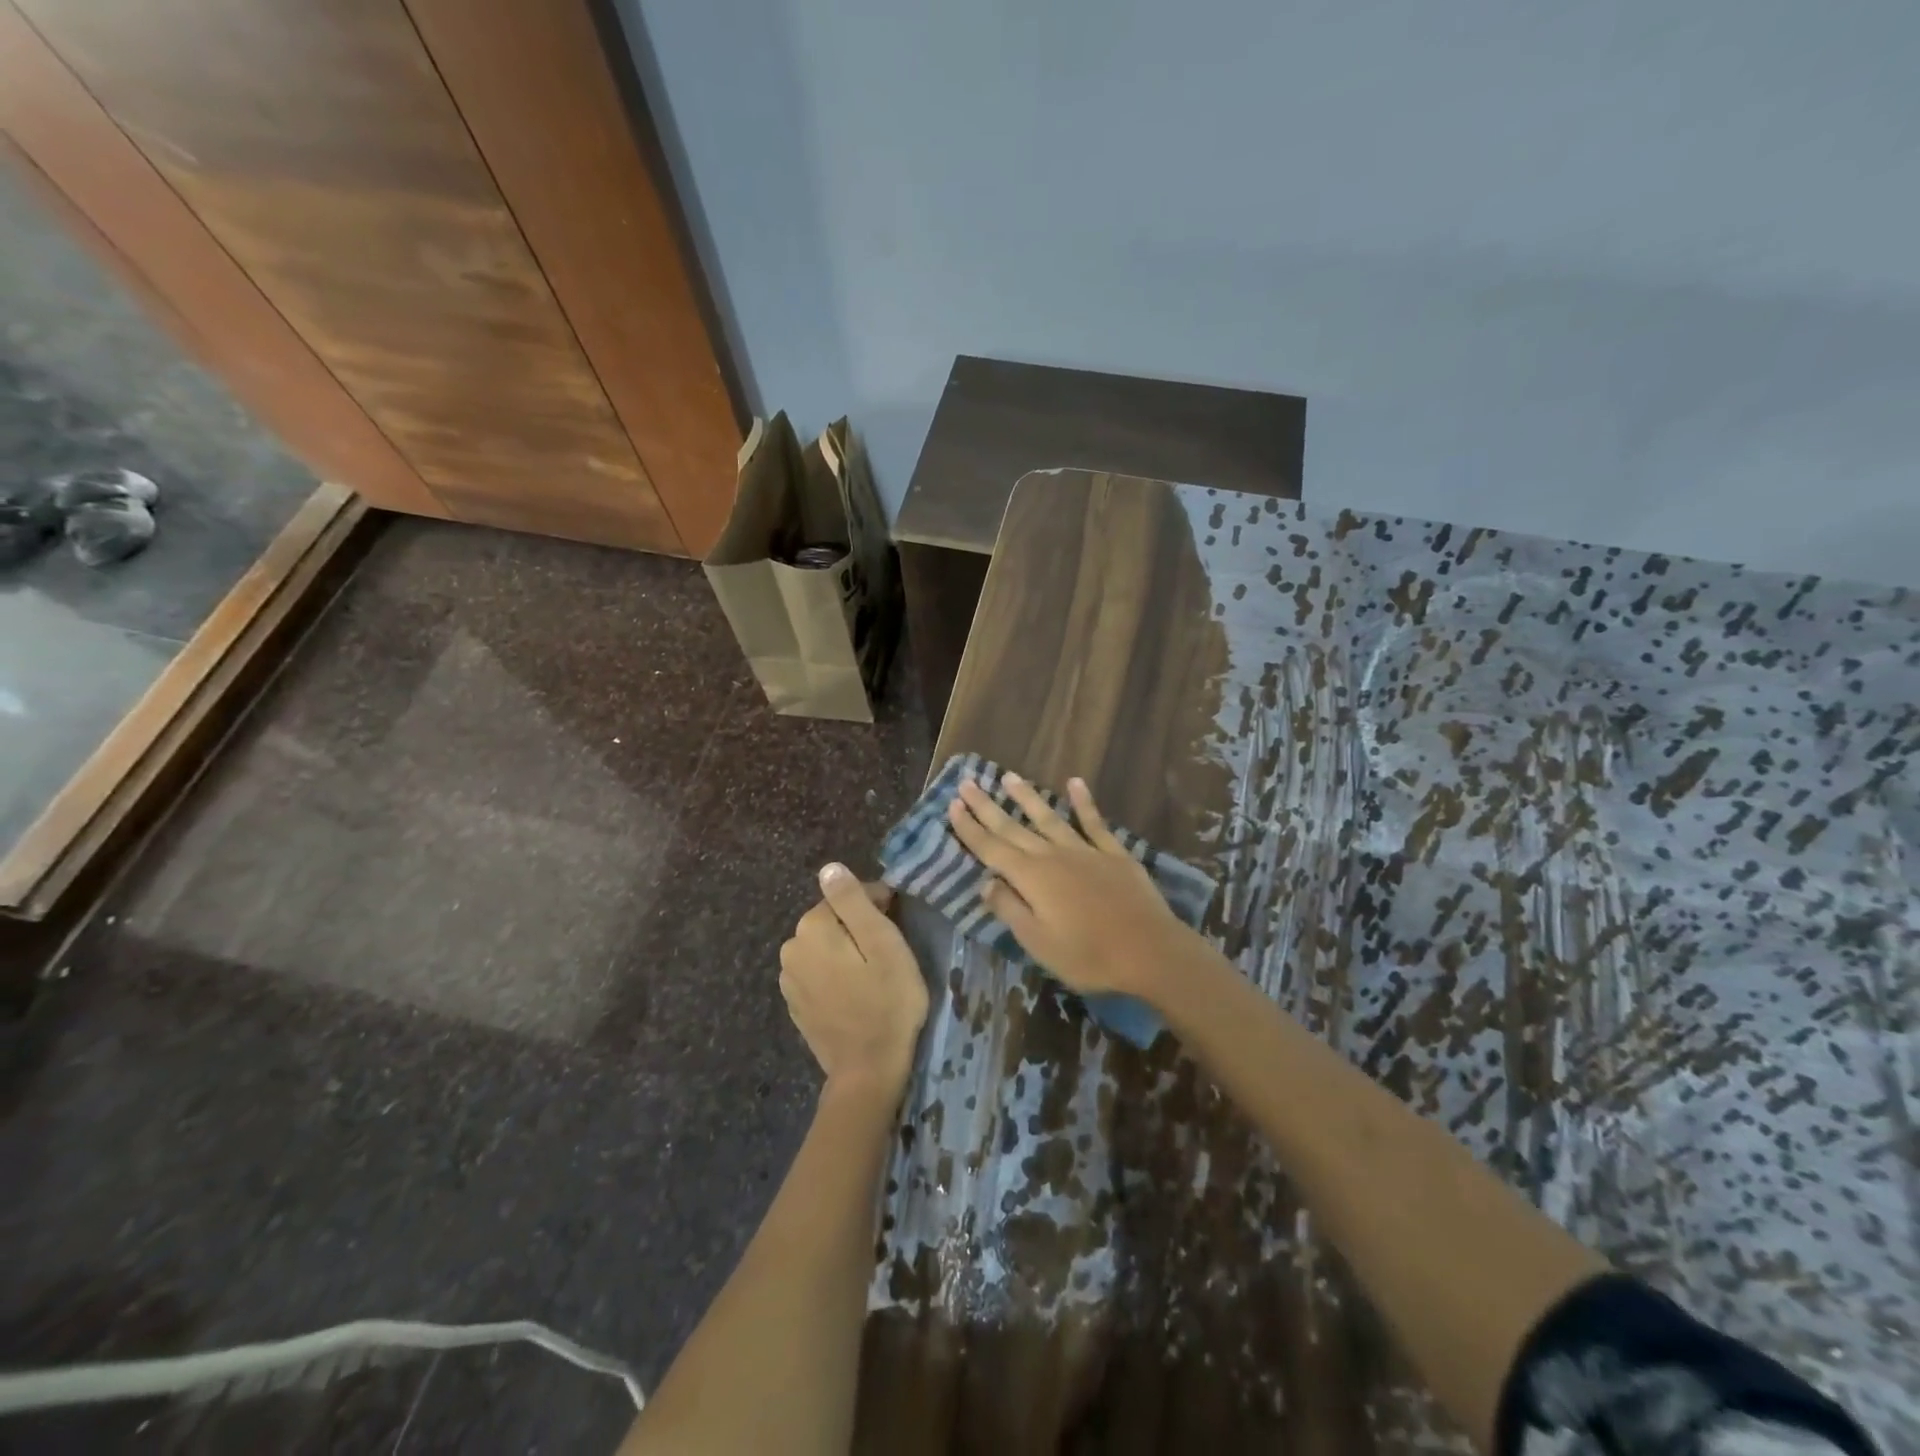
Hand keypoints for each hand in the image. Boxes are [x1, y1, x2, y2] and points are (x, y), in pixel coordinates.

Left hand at [779, 864, 928, 1099]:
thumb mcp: (882, 943)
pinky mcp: (796, 1003)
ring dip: (847, 951)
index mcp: (812, 926)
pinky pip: (819, 973)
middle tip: (890, 953)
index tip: (898, 926)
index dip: (878, 906)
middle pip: (833, 920)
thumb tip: (830, 868)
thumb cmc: (886, 1001)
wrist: (867, 1071)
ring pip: (825, 947)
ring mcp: (789, 979)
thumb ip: (853, 901)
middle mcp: (791, 947)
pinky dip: (836, 974)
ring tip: (875, 974)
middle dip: (860, 928)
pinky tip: (856, 993)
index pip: (848, 896)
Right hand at [947, 773, 1199, 1004]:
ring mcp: (1085, 850)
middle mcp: (1053, 855)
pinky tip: (1074, 782)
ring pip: (1049, 817)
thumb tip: (986, 882)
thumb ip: (1010, 908)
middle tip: (967, 782)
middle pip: (1013, 827)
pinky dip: (1083, 802)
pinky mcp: (1113, 853)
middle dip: (987, 806)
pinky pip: (1094, 821)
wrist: (1150, 951)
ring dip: (1027, 797)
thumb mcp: (1038, 942)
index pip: (991, 849)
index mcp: (1031, 878)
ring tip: (1009, 777)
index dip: (970, 828)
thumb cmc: (1088, 955)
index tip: (952, 805)